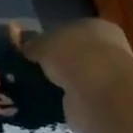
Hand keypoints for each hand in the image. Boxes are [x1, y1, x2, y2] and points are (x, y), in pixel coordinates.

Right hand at [24, 18, 132, 132]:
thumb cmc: (75, 56)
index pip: (71, 30)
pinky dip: (65, 104)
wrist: (99, 94)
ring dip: (61, 85)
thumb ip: (33, 44)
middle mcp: (107, 50)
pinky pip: (78, 101)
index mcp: (97, 27)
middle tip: (32, 71)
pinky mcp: (103, 104)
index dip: (52, 39)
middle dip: (57, 63)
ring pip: (77, 79)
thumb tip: (25, 46)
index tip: (33, 50)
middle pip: (75, 55)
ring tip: (35, 89)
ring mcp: (107, 79)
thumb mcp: (43, 44)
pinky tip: (47, 105)